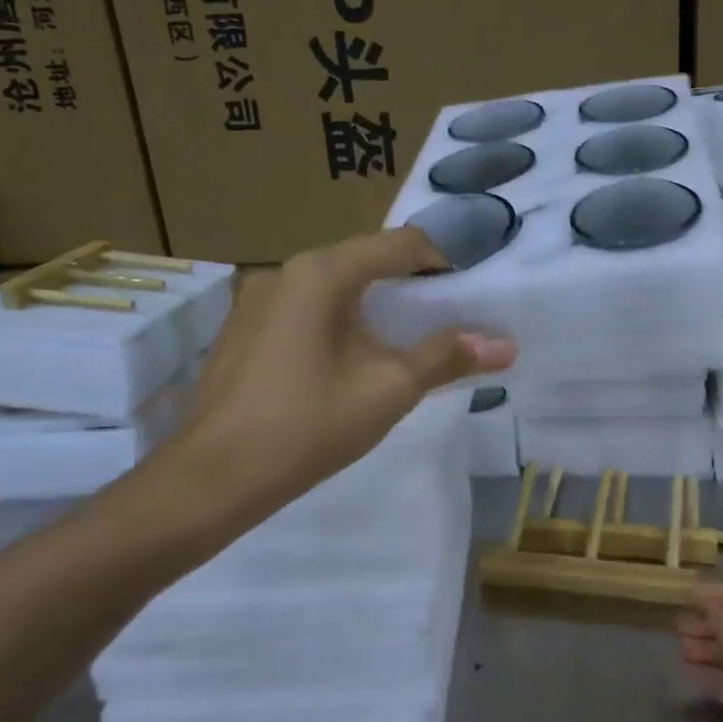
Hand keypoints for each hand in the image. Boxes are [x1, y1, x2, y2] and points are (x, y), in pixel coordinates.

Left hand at [126, 227, 516, 556]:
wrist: (216, 476)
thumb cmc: (310, 423)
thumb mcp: (390, 388)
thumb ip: (448, 357)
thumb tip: (507, 345)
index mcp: (323, 272)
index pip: (400, 245)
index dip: (444, 261)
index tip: (471, 290)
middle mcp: (286, 270)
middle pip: (364, 262)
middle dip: (408, 286)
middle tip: (442, 318)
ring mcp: (256, 299)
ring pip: (332, 287)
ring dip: (371, 305)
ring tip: (399, 342)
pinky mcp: (242, 329)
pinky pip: (303, 309)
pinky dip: (336, 322)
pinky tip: (345, 362)